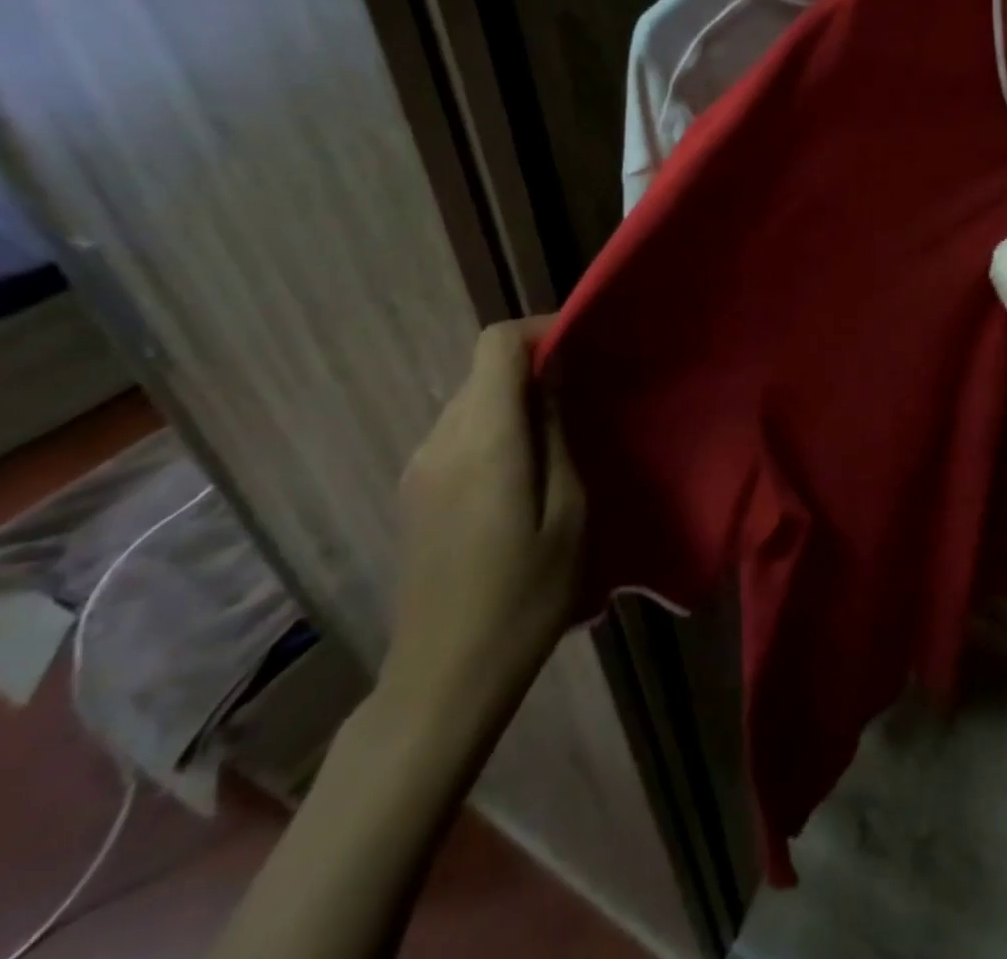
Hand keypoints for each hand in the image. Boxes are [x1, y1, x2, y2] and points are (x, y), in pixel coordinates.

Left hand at [381, 318, 585, 722]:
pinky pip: (460, 431)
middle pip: (483, 370)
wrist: (444, 678)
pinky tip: (530, 465)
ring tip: (567, 426)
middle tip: (590, 387)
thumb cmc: (525, 597)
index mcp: (482, 442)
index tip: (586, 340)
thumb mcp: (569, 513)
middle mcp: (440, 442)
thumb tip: (554, 379)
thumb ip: (557, 436)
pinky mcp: (416, 491)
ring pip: (472, 399)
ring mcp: (419, 468)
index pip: (496, 345)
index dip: (541, 328)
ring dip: (518, 397)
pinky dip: (498, 425)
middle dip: (537, 364)